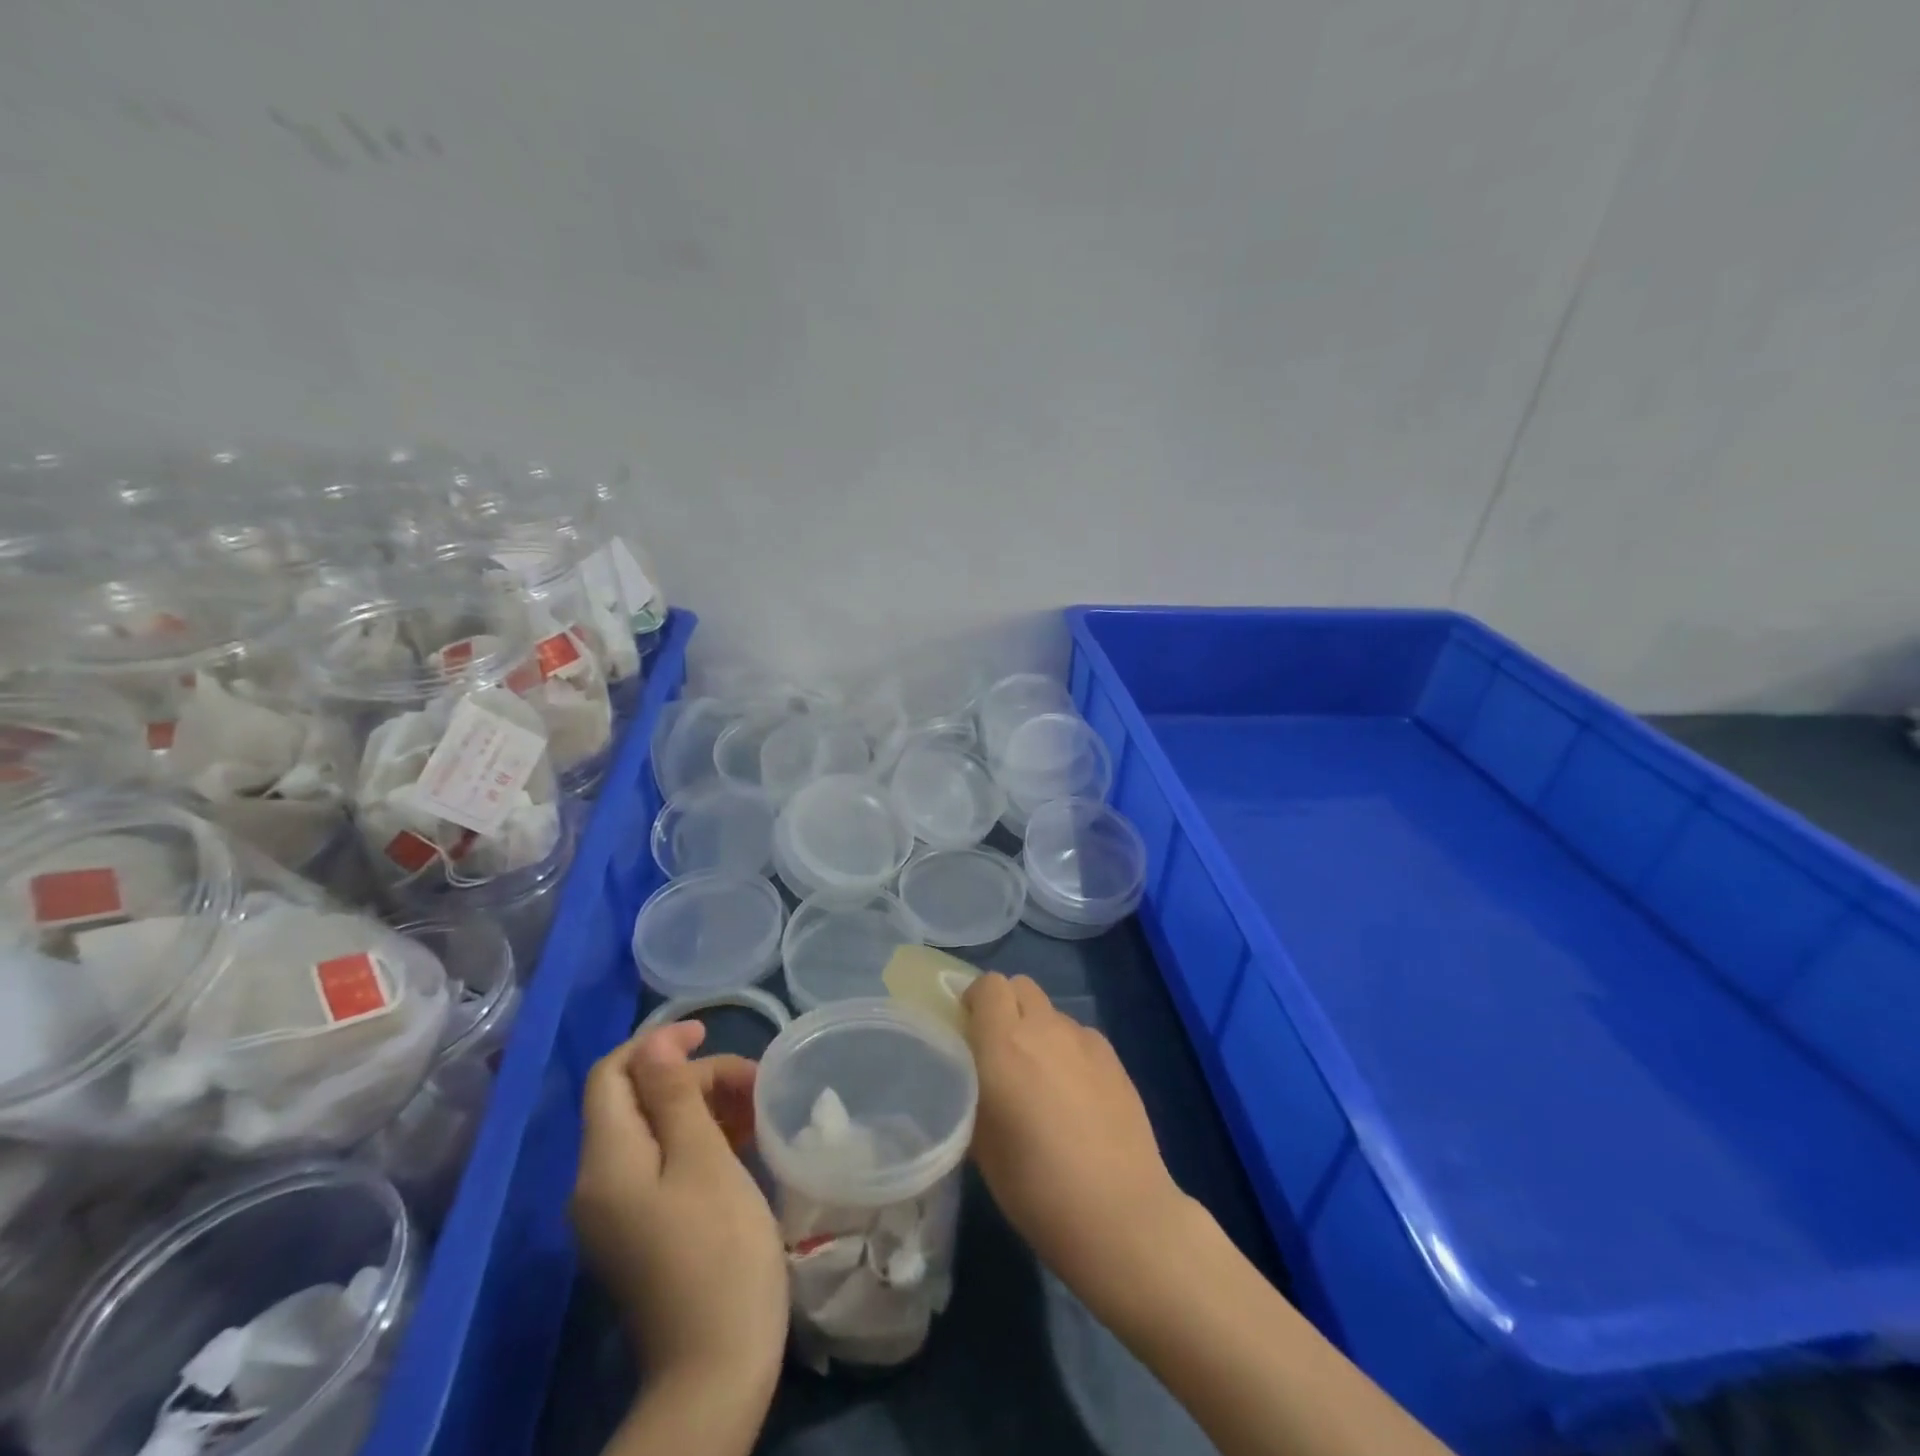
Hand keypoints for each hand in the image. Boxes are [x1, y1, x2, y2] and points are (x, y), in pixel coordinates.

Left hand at [572, 1022, 787, 1398]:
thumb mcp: (702, 1160)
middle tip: (753, 1082)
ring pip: (654, 1131)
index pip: (611, 1075)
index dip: (656, 1044)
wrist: (716, 1370)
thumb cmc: (718, 1250)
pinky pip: (662, 1164)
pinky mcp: (641, 1231)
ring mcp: (617, 1212)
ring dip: (701, 1107)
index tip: (709, 1032)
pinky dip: (698, 1142)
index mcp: (605, 1162)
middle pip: (636, 1101)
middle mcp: (597, 1183)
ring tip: (756, 1108)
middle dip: (692, 1079)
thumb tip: (654, 1044)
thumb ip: (674, 1096)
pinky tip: (742, 1142)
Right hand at [961, 973, 1194, 1305]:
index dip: (976, 1001)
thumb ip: (971, 1092)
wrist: (1120, 1214)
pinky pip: (1079, 1035)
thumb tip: (970, 1074)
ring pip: (1051, 1012)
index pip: (988, 985)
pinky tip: (1074, 1095)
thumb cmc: (1036, 1188)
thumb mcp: (981, 1145)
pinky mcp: (1114, 1057)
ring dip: (1038, 1030)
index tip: (968, 1030)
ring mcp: (1084, 1039)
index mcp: (1003, 1043)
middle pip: (1020, 986)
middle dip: (1005, 1007)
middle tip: (999, 1051)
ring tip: (1040, 1080)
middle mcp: (1044, 1028)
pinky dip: (1068, 1050)